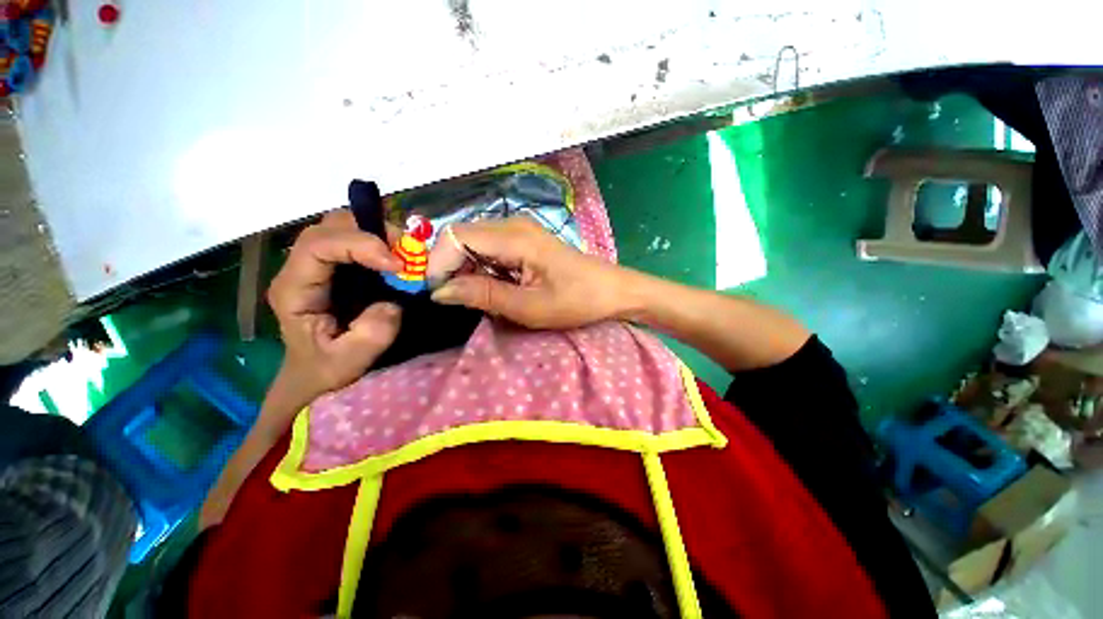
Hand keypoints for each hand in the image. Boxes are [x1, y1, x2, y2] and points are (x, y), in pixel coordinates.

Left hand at [267, 210, 403, 401]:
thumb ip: (372, 334)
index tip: (397, 265)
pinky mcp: (334, 268)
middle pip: (329, 227)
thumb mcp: (349, 361)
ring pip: (342, 227)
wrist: (313, 373)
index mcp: (295, 290)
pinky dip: (380, 242)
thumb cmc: (325, 369)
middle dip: (372, 232)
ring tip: (405, 256)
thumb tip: (393, 303)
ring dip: (378, 235)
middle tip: (407, 253)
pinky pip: (355, 239)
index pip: (318, 246)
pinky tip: (396, 259)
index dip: (359, 245)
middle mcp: (300, 269)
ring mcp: (316, 265)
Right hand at [427, 216, 629, 328]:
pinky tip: (493, 286)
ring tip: (478, 297)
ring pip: (472, 243)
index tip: (440, 296)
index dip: (438, 264)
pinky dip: (481, 268)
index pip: (455, 237)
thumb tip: (440, 292)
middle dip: (450, 268)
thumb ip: (483, 296)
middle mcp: (512, 224)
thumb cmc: (577, 301)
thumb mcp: (529, 307)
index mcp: (514, 237)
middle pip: (460, 237)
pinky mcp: (523, 239)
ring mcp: (519, 229)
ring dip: (465, 270)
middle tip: (459, 300)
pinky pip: (489, 248)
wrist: (612, 290)